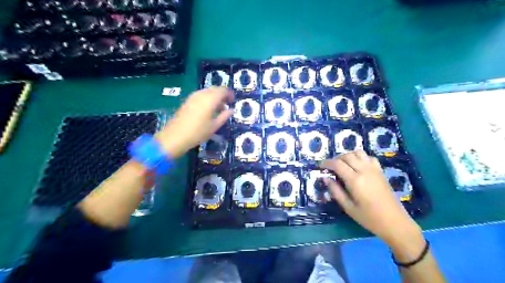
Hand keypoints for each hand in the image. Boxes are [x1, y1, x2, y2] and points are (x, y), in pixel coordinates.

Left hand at [155, 87, 233, 158]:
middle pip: (214, 89)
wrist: (175, 136)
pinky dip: (207, 99)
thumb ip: (224, 116)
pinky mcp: (187, 101)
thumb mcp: (214, 126)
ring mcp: (193, 97)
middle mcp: (202, 94)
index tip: (233, 101)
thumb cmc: (198, 132)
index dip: (229, 94)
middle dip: (222, 94)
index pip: (223, 90)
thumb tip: (231, 110)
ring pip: (207, 92)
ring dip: (214, 97)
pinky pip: (200, 95)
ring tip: (218, 108)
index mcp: (210, 99)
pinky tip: (208, 110)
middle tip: (227, 104)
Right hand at [321, 150, 422, 249]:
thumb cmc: (369, 218)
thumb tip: (325, 178)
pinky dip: (360, 157)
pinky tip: (358, 166)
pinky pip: (369, 157)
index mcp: (355, 180)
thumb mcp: (348, 207)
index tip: (320, 166)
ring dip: (348, 156)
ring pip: (358, 153)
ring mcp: (374, 169)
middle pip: (347, 156)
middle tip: (330, 167)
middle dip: (336, 159)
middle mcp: (364, 170)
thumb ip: (335, 191)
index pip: (337, 164)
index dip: (327, 163)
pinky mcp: (380, 171)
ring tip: (343, 165)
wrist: (395, 222)